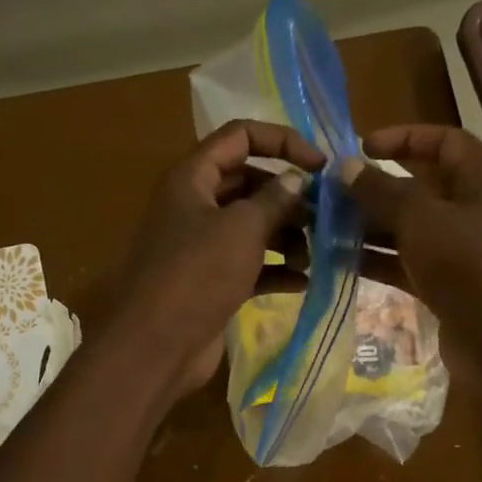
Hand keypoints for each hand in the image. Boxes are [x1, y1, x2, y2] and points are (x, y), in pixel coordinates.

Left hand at [111, 120, 323, 398]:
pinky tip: (304, 282)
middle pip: (249, 183)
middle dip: (288, 197)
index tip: (320, 165)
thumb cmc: (197, 274)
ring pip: (252, 227)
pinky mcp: (212, 282)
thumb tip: (296, 179)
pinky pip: (250, 265)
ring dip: (286, 237)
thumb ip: (274, 199)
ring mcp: (202, 246)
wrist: (157, 345)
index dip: (282, 141)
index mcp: (192, 177)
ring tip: (315, 255)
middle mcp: (195, 205)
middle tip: (324, 215)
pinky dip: (275, 270)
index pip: (240, 136)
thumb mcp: (241, 228)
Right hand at [343, 124, 481, 346]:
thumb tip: (347, 168)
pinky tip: (340, 260)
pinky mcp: (449, 283)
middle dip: (376, 190)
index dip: (403, 138)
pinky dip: (379, 259)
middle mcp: (476, 208)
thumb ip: (382, 191)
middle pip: (421, 187)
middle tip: (331, 194)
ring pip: (411, 228)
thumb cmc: (468, 265)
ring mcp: (463, 249)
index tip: (361, 147)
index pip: (443, 141)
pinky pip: (409, 262)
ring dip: (371, 227)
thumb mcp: (421, 220)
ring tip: (326, 227)